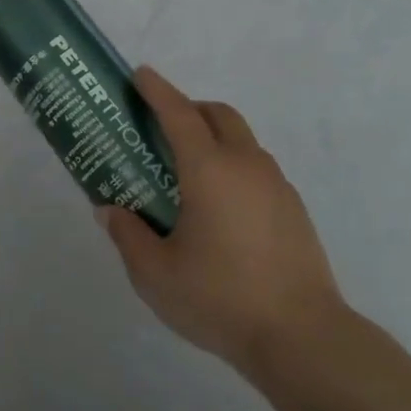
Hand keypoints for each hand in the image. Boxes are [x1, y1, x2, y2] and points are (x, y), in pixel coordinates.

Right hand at [97, 67, 350, 376]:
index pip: (179, 115)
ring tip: (186, 173)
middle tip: (160, 128)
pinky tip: (219, 208)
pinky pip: (257, 169)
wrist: (301, 336)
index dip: (157, 91)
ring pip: (242, 141)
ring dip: (213, 138)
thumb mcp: (155, 274)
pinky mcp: (293, 209)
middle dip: (188, 108)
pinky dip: (233, 165)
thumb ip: (128, 235)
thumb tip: (110, 210)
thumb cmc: (219, 299)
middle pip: (219, 115)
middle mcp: (246, 166)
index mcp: (209, 171)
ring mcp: (276, 186)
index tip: (140, 74)